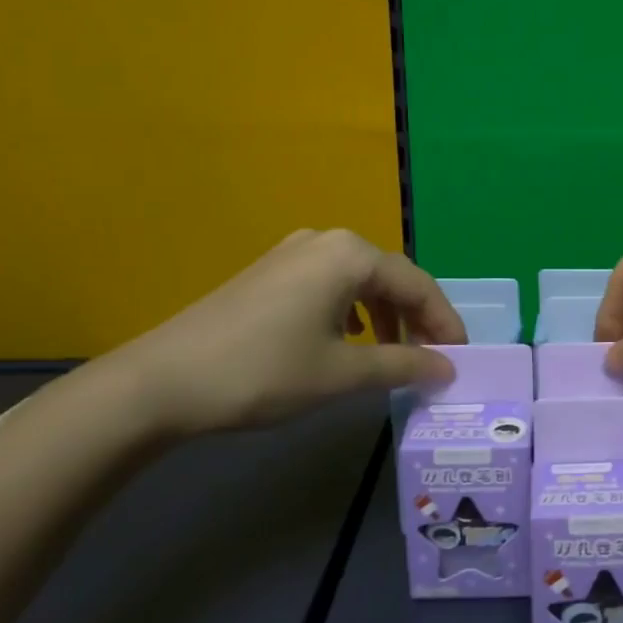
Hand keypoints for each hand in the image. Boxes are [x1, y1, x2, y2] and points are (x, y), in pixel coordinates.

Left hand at [107, 229, 464, 436]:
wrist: (160, 382)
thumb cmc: (263, 371)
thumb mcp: (341, 373)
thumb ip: (403, 366)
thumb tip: (448, 368)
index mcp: (350, 254)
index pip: (418, 284)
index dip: (445, 322)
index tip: (462, 357)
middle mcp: (326, 241)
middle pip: (390, 277)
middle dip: (416, 318)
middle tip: (433, 358)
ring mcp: (294, 252)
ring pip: (360, 281)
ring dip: (386, 316)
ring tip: (395, 354)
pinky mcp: (271, 272)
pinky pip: (330, 284)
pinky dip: (353, 311)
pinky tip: (348, 338)